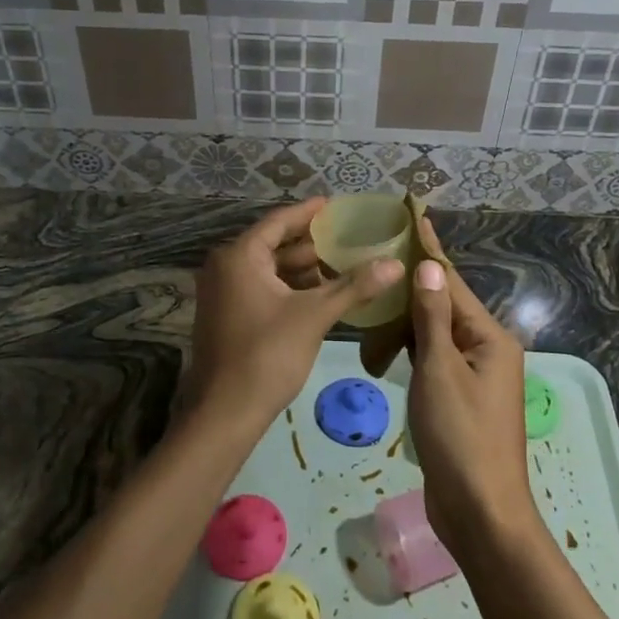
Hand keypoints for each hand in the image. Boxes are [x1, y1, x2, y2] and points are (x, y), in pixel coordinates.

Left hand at [190, 198, 403, 434]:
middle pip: (274, 244)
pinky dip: (289, 288)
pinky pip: (261, 288)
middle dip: (311, 244)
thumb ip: (354, 286)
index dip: (309, 212)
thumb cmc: (267, 355)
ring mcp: (222, 292)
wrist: (225, 413)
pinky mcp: (226, 315)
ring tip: (342, 265)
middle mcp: (225, 266)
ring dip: (302, 269)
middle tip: (348, 238)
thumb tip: (396, 264)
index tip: (335, 205)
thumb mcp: (314, 316)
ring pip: (268, 269)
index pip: (279, 221)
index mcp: (239, 256)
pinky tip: (320, 295)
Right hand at [405, 217, 536, 557]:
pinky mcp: (460, 399)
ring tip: (380, 286)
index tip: (414, 216)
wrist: (481, 513)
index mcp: (489, 338)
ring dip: (410, 315)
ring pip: (437, 333)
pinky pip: (434, 358)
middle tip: (383, 250)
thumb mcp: (440, 371)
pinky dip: (413, 345)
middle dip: (416, 280)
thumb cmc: (460, 437)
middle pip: (445, 305)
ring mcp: (475, 377)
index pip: (451, 282)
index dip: (430, 250)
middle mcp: (487, 350)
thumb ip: (432, 317)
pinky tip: (389, 336)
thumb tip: (428, 266)